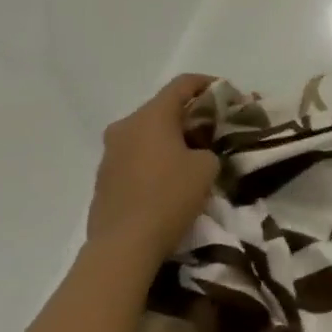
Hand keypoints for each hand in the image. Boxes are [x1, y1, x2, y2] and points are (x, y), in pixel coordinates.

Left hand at [87, 75, 220, 263]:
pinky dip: (154, 158)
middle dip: (189, 114)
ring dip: (169, 138)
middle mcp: (125, 127)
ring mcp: (109, 154)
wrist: (123, 247)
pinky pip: (135, 156)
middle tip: (213, 129)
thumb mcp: (207, 166)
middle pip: (162, 108)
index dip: (209, 84)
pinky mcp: (103, 179)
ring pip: (146, 133)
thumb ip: (207, 147)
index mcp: (151, 116)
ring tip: (193, 155)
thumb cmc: (169, 197)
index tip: (228, 96)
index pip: (183, 84)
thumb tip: (197, 150)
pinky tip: (169, 178)